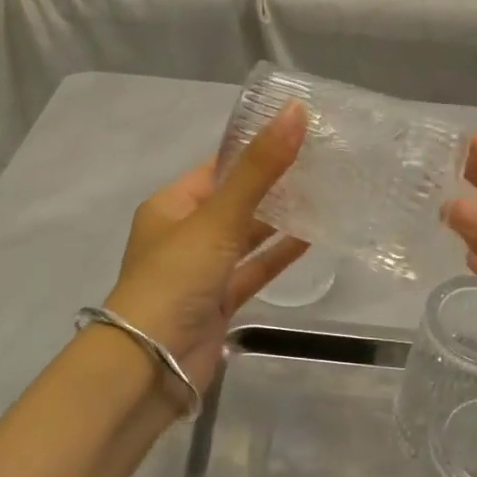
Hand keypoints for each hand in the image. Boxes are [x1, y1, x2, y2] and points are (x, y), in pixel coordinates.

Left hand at [104, 103, 309, 394]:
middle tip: (322, 162)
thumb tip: (295, 110)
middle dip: (274, 184)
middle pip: (236, 200)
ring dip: (279, 219)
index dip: (255, 149)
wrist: (151, 366)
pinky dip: (278, 255)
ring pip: (247, 236)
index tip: (299, 133)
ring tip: (325, 194)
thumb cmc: (176, 278)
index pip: (218, 166)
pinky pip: (254, 269)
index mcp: (172, 205)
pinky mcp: (219, 301)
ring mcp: (202, 270)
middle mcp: (185, 233)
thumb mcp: (218, 217)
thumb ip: (259, 168)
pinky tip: (313, 237)